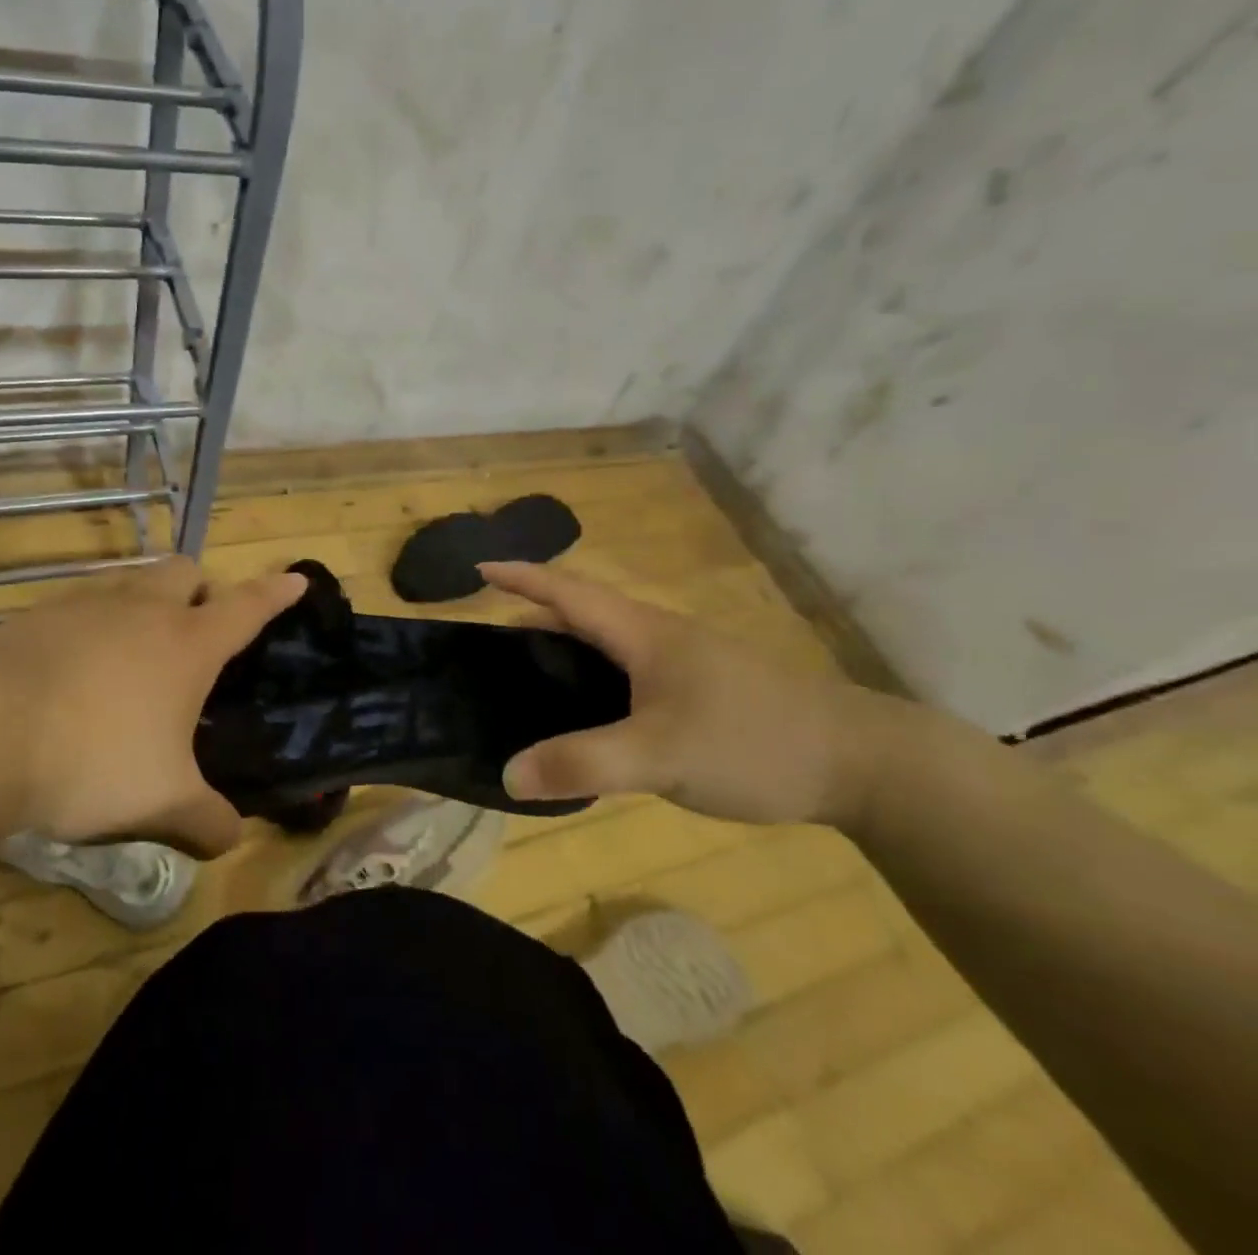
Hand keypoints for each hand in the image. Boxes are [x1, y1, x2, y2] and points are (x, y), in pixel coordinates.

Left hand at [0, 557, 304, 856]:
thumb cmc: (94, 759)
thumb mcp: (162, 803)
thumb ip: (206, 822)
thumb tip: (230, 840)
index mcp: (188, 644)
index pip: (247, 606)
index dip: (276, 593)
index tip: (297, 579)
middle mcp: (143, 611)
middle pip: (186, 572)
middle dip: (201, 589)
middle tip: (197, 630)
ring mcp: (87, 605)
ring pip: (132, 581)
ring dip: (146, 601)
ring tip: (135, 649)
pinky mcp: (37, 615)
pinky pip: (81, 604)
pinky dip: (93, 623)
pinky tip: (76, 666)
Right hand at [479, 561, 910, 828]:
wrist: (864, 762)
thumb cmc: (753, 741)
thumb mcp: (660, 755)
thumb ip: (583, 763)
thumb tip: (508, 773)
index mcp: (643, 634)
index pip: (568, 592)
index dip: (522, 578)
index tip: (479, 568)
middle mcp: (660, 638)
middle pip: (585, 614)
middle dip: (535, 617)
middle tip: (492, 643)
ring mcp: (687, 663)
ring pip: (610, 645)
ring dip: (566, 648)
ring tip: (529, 677)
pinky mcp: (704, 691)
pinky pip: (630, 672)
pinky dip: (595, 678)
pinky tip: (592, 714)